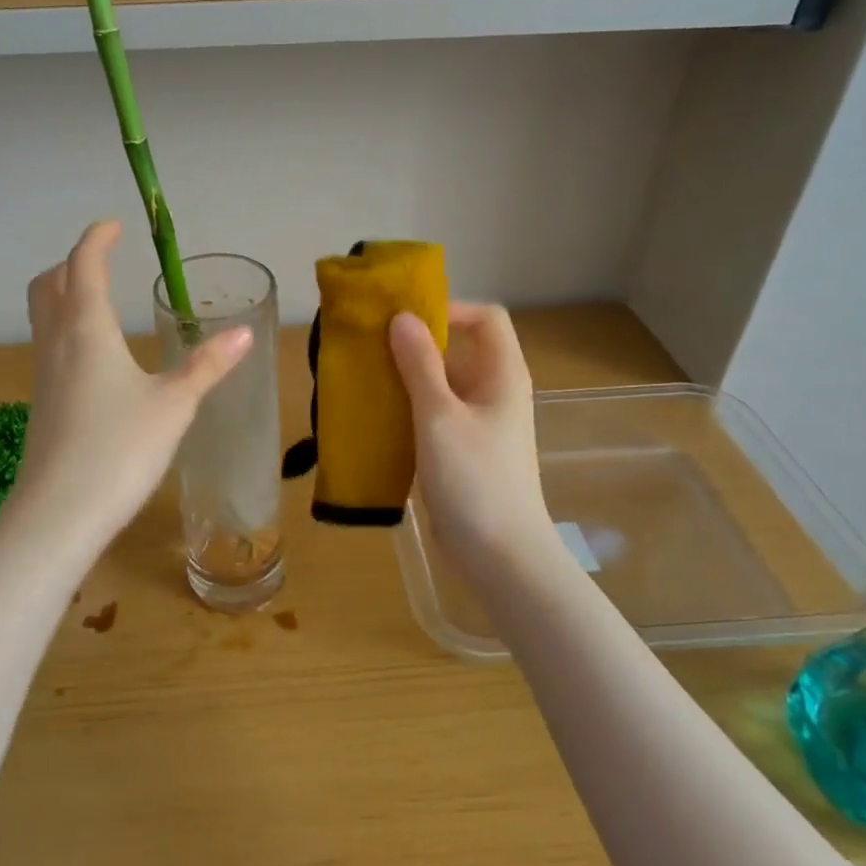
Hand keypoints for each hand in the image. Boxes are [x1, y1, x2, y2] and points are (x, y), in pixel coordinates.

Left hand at [12, 221, 253, 545]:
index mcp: (87, 329)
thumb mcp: (174, 404)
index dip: (98, 239)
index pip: (84, 265)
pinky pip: (48, 344)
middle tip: (102, 260)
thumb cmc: (120, 449)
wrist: (59, 513)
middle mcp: (57, 342)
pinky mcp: (42, 402)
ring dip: (64, 293)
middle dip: (74, 262)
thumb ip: (208, 365)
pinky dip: (65, 327)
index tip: (115, 226)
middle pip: (50, 283)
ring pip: (43, 314)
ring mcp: (43, 373)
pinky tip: (93, 356)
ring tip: (98, 299)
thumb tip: (244, 330)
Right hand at [390, 304, 551, 576]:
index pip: (485, 318)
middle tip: (369, 350)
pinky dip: (407, 410)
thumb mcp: (439, 417)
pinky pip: (433, 415)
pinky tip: (375, 419)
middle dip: (414, 345)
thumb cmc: (475, 480)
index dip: (449, 310)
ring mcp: (478, 422)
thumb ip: (419, 365)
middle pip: (457, 349)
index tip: (404, 322)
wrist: (500, 556)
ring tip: (364, 382)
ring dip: (405, 379)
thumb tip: (401, 318)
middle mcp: (493, 391)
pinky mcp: (462, 449)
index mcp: (501, 374)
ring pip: (440, 384)